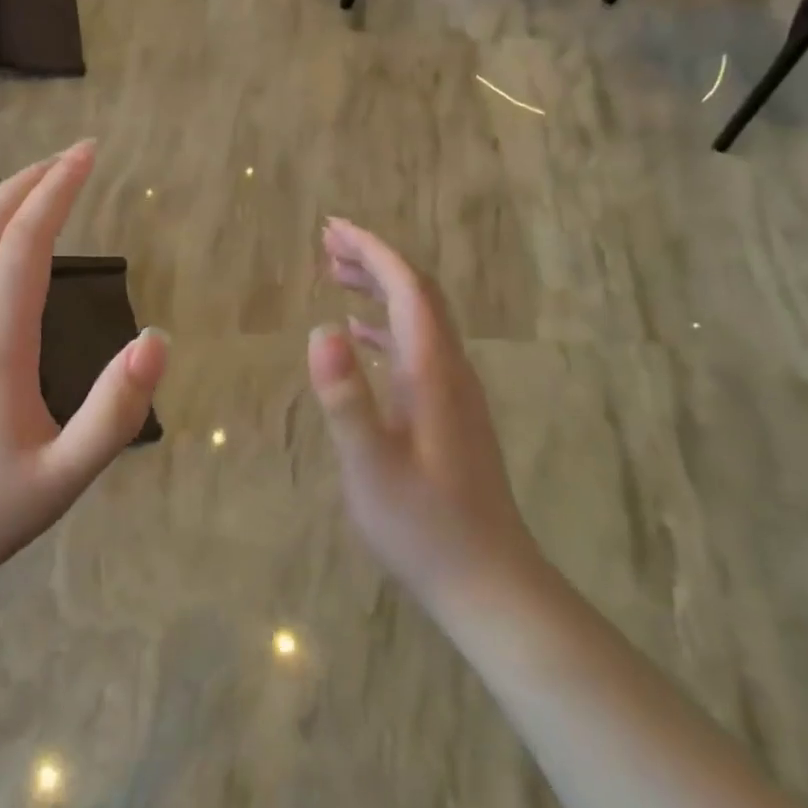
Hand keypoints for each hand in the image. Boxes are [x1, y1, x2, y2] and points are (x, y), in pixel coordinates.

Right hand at [307, 218, 541, 609]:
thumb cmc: (423, 525)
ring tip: (336, 274)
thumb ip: (347, 399)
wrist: (486, 579)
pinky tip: (359, 336)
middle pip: (417, 294)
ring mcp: (454, 391)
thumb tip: (321, 330)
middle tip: (327, 242)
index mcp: (433, 372)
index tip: (333, 228)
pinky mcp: (449, 412)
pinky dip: (385, 327)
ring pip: (418, 319)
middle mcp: (450, 370)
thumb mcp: (371, 466)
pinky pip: (416, 348)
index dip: (373, 251)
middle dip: (375, 259)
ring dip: (380, 288)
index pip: (408, 288)